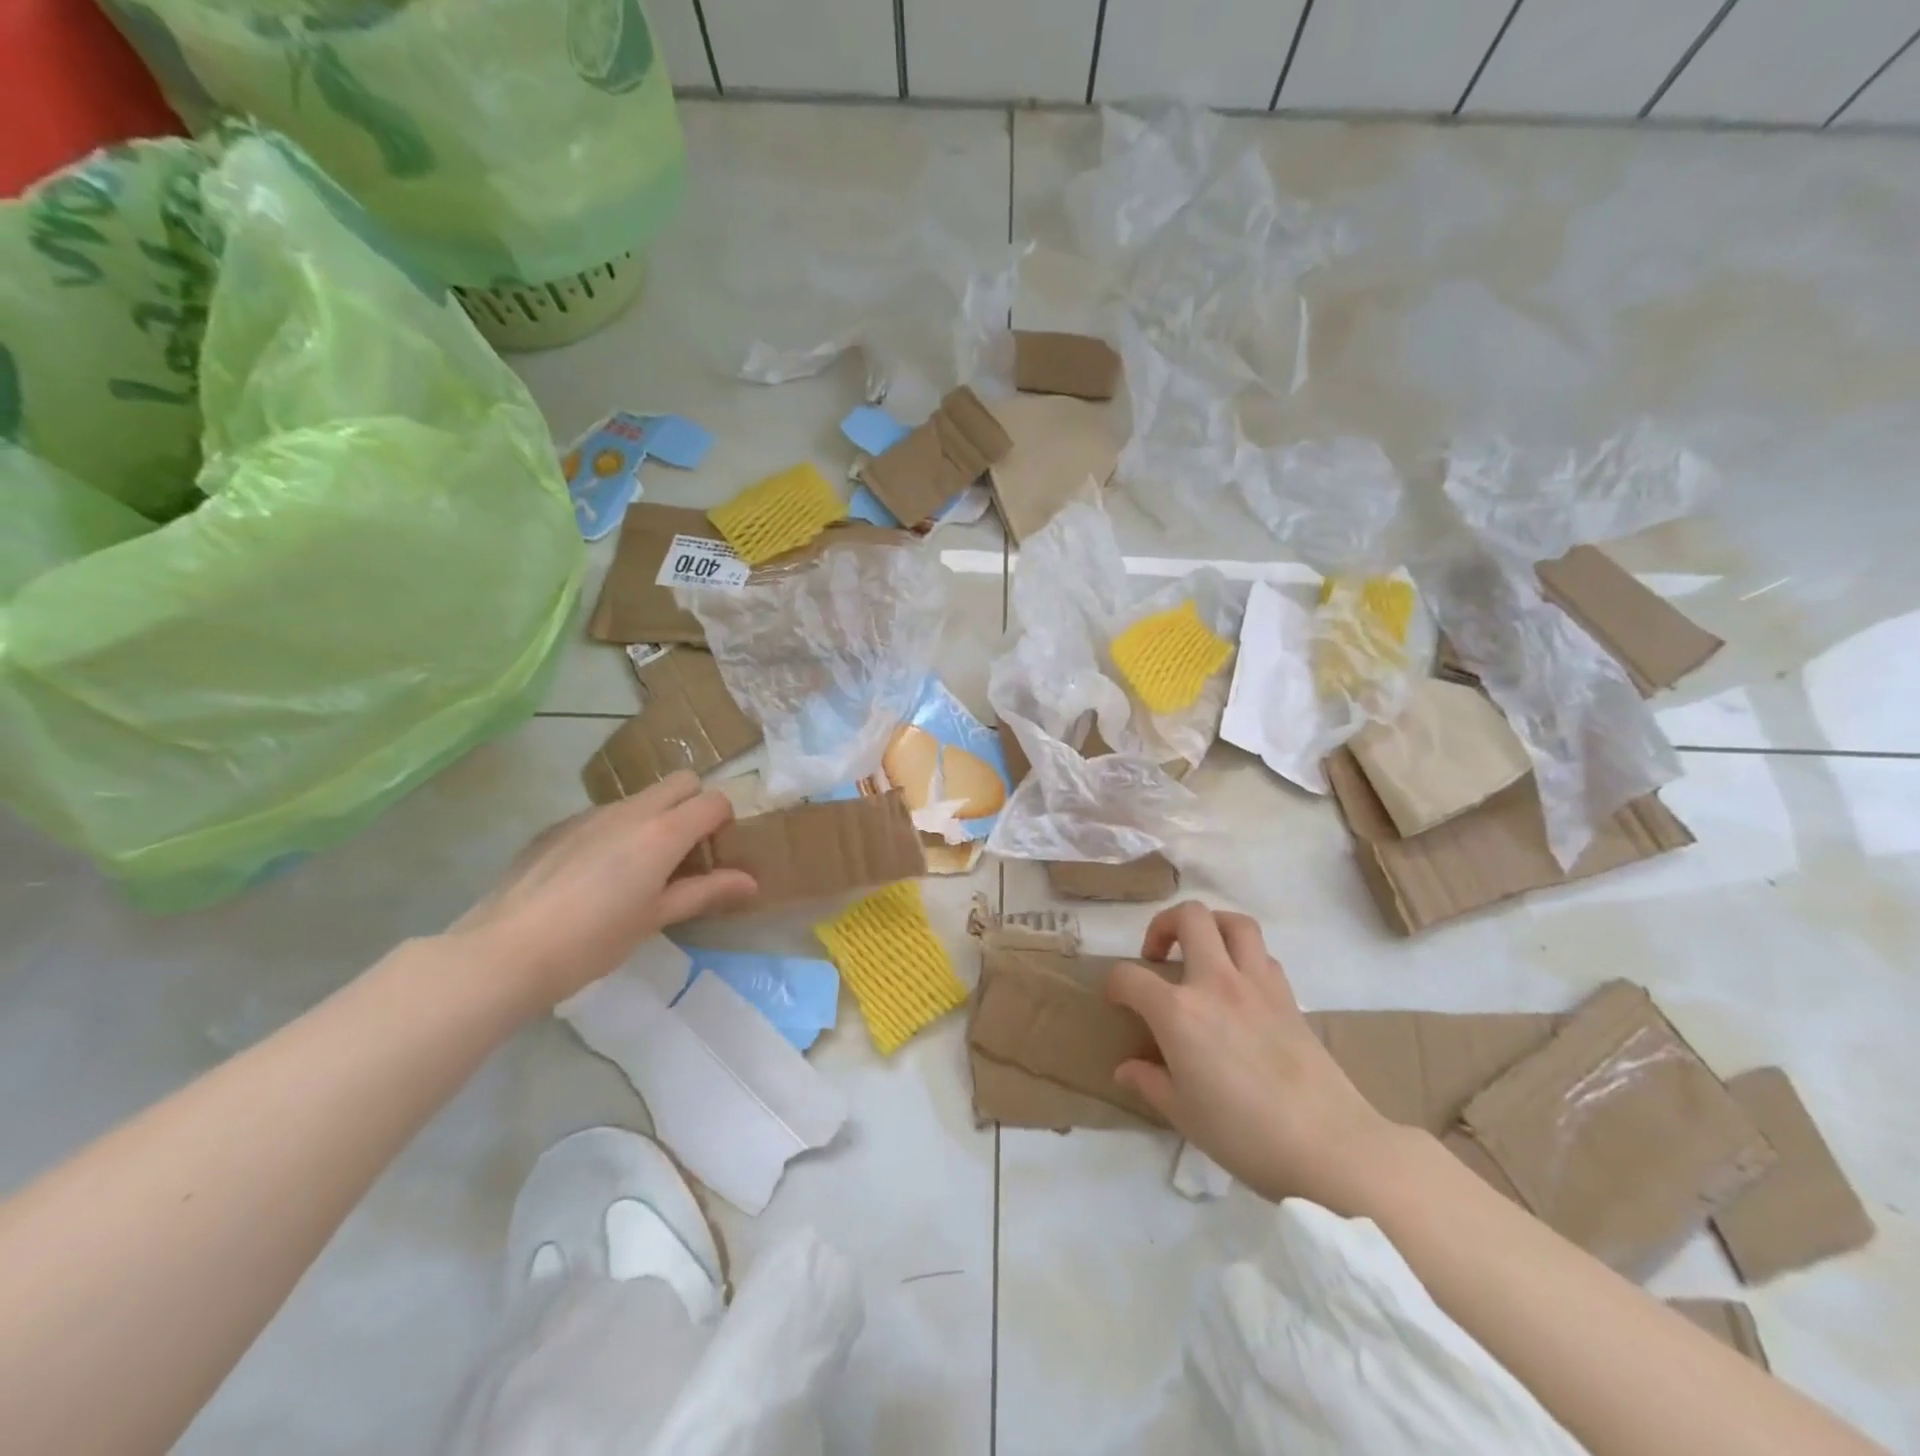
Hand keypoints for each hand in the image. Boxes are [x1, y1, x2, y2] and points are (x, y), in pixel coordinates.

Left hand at [449, 772, 755, 1008]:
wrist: (504, 951)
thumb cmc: (594, 940)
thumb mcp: (656, 918)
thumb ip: (705, 892)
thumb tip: (751, 882)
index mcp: (663, 832)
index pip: (713, 801)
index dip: (723, 821)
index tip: (715, 853)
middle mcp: (630, 811)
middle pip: (681, 782)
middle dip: (693, 804)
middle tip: (684, 852)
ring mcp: (589, 814)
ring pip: (639, 798)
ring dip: (653, 818)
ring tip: (636, 869)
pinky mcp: (557, 826)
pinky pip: (602, 816)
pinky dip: (614, 832)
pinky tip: (592, 877)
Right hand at [1106, 901, 1402, 1212]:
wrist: (1329, 1146)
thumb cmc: (1245, 1135)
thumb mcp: (1183, 1115)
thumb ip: (1150, 1082)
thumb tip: (1126, 1069)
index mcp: (1179, 1012)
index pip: (1130, 977)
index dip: (1114, 984)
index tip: (1115, 999)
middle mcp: (1216, 983)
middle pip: (1190, 917)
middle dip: (1163, 925)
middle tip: (1158, 956)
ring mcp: (1257, 985)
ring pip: (1235, 922)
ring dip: (1211, 926)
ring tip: (1201, 952)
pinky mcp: (1289, 997)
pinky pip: (1263, 955)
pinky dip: (1245, 957)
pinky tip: (1239, 986)